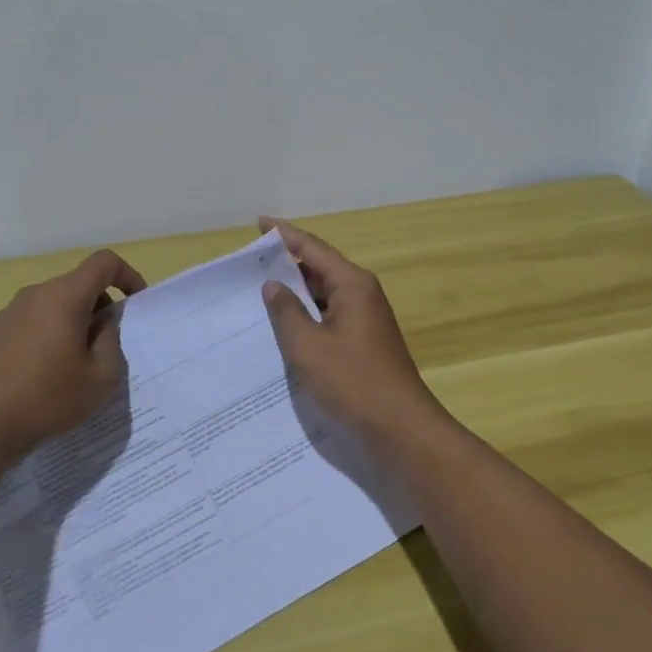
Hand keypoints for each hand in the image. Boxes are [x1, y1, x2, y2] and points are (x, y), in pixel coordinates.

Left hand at [0, 248, 146, 465]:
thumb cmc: (45, 400)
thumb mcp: (99, 379)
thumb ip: (111, 343)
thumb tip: (102, 325)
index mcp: (64, 298)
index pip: (103, 263)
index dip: (127, 274)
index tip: (135, 303)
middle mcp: (34, 295)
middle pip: (77, 285)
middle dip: (99, 306)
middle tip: (105, 346)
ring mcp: (7, 313)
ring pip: (52, 305)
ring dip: (72, 323)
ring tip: (73, 365)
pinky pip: (30, 322)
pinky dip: (46, 336)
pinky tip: (40, 376)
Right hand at [258, 217, 446, 446]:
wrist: (400, 428)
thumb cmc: (353, 382)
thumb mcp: (308, 346)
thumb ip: (286, 312)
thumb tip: (273, 286)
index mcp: (352, 284)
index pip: (312, 248)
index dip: (284, 234)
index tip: (259, 223)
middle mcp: (362, 293)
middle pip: (319, 268)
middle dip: (287, 264)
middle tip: (250, 263)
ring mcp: (365, 318)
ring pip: (324, 294)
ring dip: (296, 292)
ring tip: (258, 291)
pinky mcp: (364, 341)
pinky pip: (329, 316)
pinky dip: (307, 315)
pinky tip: (284, 326)